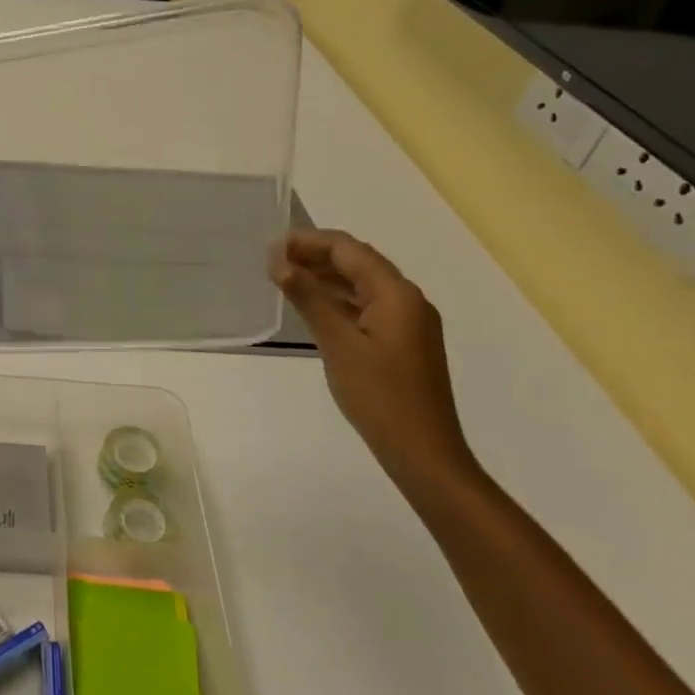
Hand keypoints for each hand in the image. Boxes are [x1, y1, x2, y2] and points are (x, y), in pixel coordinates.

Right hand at [269, 229, 477, 494]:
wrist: (424, 453)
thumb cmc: (379, 396)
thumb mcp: (337, 344)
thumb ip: (309, 298)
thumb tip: (278, 261)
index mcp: (396, 293)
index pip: (348, 249)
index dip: (309, 242)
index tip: (270, 247)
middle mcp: (407, 299)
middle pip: (358, 262)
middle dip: (315, 255)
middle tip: (272, 261)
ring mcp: (408, 321)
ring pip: (361, 284)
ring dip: (325, 276)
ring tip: (285, 278)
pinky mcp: (403, 341)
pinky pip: (367, 305)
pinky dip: (338, 299)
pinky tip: (312, 306)